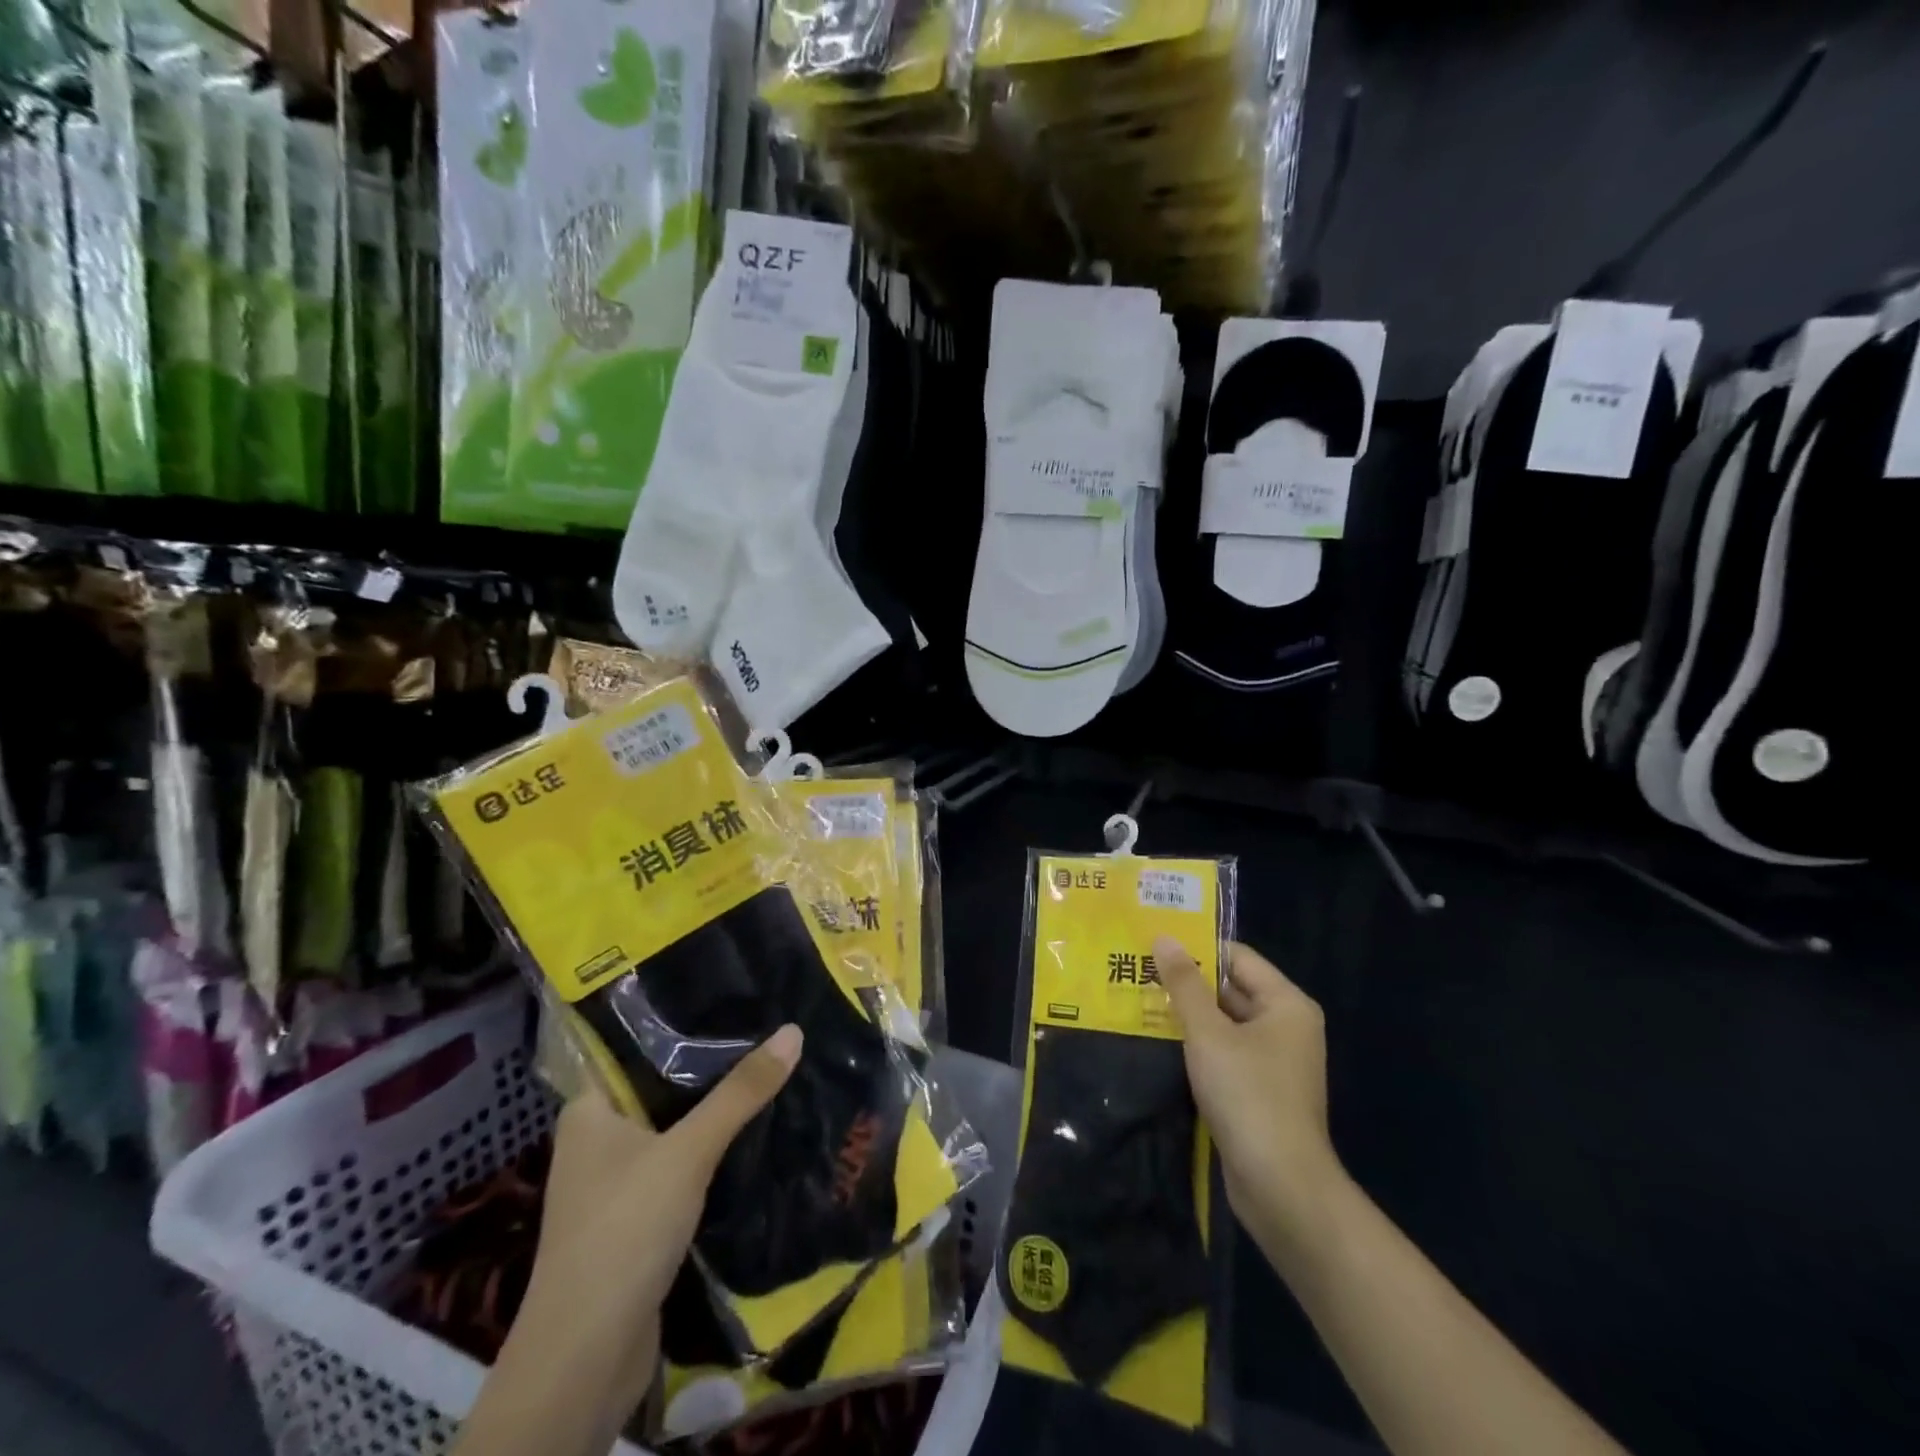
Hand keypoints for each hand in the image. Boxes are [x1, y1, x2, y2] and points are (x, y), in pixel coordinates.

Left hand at [505, 1024, 802, 1429]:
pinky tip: (751, 1134)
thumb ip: (740, 1093)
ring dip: (712, 1112)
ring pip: (672, 1129)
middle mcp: (596, 1140)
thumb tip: (793, 1031)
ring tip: (767, 1071)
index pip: (634, 1048)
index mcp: (588, 1111)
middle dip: (708, 1067)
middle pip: (660, 1087)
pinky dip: (709, 1152)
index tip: (730, 997)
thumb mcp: (688, 1151)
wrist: (587, 1358)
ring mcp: (615, 1183)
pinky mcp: (636, 1219)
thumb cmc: (624, 1231)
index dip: (679, 1022)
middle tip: (764, 1029)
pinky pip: (678, 1166)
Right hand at [1154, 937, 1345, 1240]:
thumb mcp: (1208, 1033)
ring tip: (1137, 1000)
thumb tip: (1164, 938)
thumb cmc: (1248, 1095)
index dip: (1196, 948)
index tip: (1153, 943)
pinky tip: (1157, 1042)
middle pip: (1230, 989)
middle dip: (1186, 983)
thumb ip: (1185, 984)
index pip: (1237, 957)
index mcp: (1286, 1004)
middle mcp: (1286, 1026)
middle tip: (1137, 969)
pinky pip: (1223, 1053)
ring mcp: (1273, 1062)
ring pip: (1223, 1023)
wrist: (1281, 1187)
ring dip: (1186, 1016)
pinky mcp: (1258, 1091)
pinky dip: (1195, 1046)